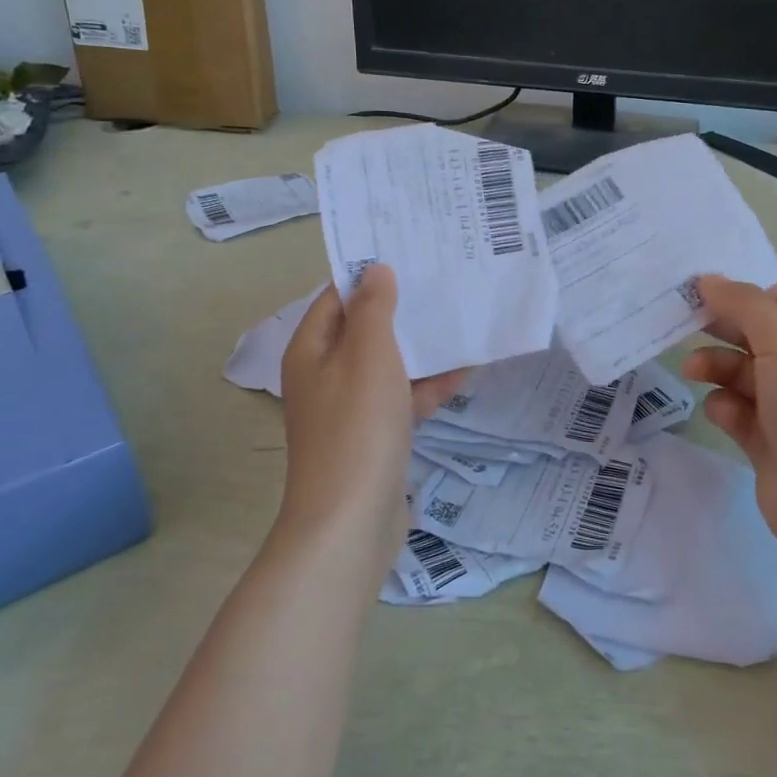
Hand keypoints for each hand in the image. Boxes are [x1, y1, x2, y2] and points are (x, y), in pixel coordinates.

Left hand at [279, 266, 468, 559]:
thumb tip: (375, 270)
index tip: (410, 253)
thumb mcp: (368, 355)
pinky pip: (401, 398)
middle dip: (404, 309)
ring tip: (464, 322)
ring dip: (423, 348)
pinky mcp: (373, 436)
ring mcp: (349, 408)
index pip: (338, 296)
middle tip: (445, 283)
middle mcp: (325, 374)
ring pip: (389, 364)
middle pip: (366, 329)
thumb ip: (375, 309)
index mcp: (312, 349)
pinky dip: (427, 387)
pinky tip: (465, 373)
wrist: (350, 523)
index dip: (371, 274)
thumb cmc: (357, 427)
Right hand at [681, 276, 776, 558]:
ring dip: (715, 366)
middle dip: (722, 328)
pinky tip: (721, 412)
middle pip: (757, 333)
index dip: (746, 289)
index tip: (704, 286)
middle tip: (684, 318)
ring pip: (741, 370)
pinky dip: (725, 406)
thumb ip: (745, 305)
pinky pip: (737, 408)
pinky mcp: (767, 437)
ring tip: (692, 370)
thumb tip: (708, 279)